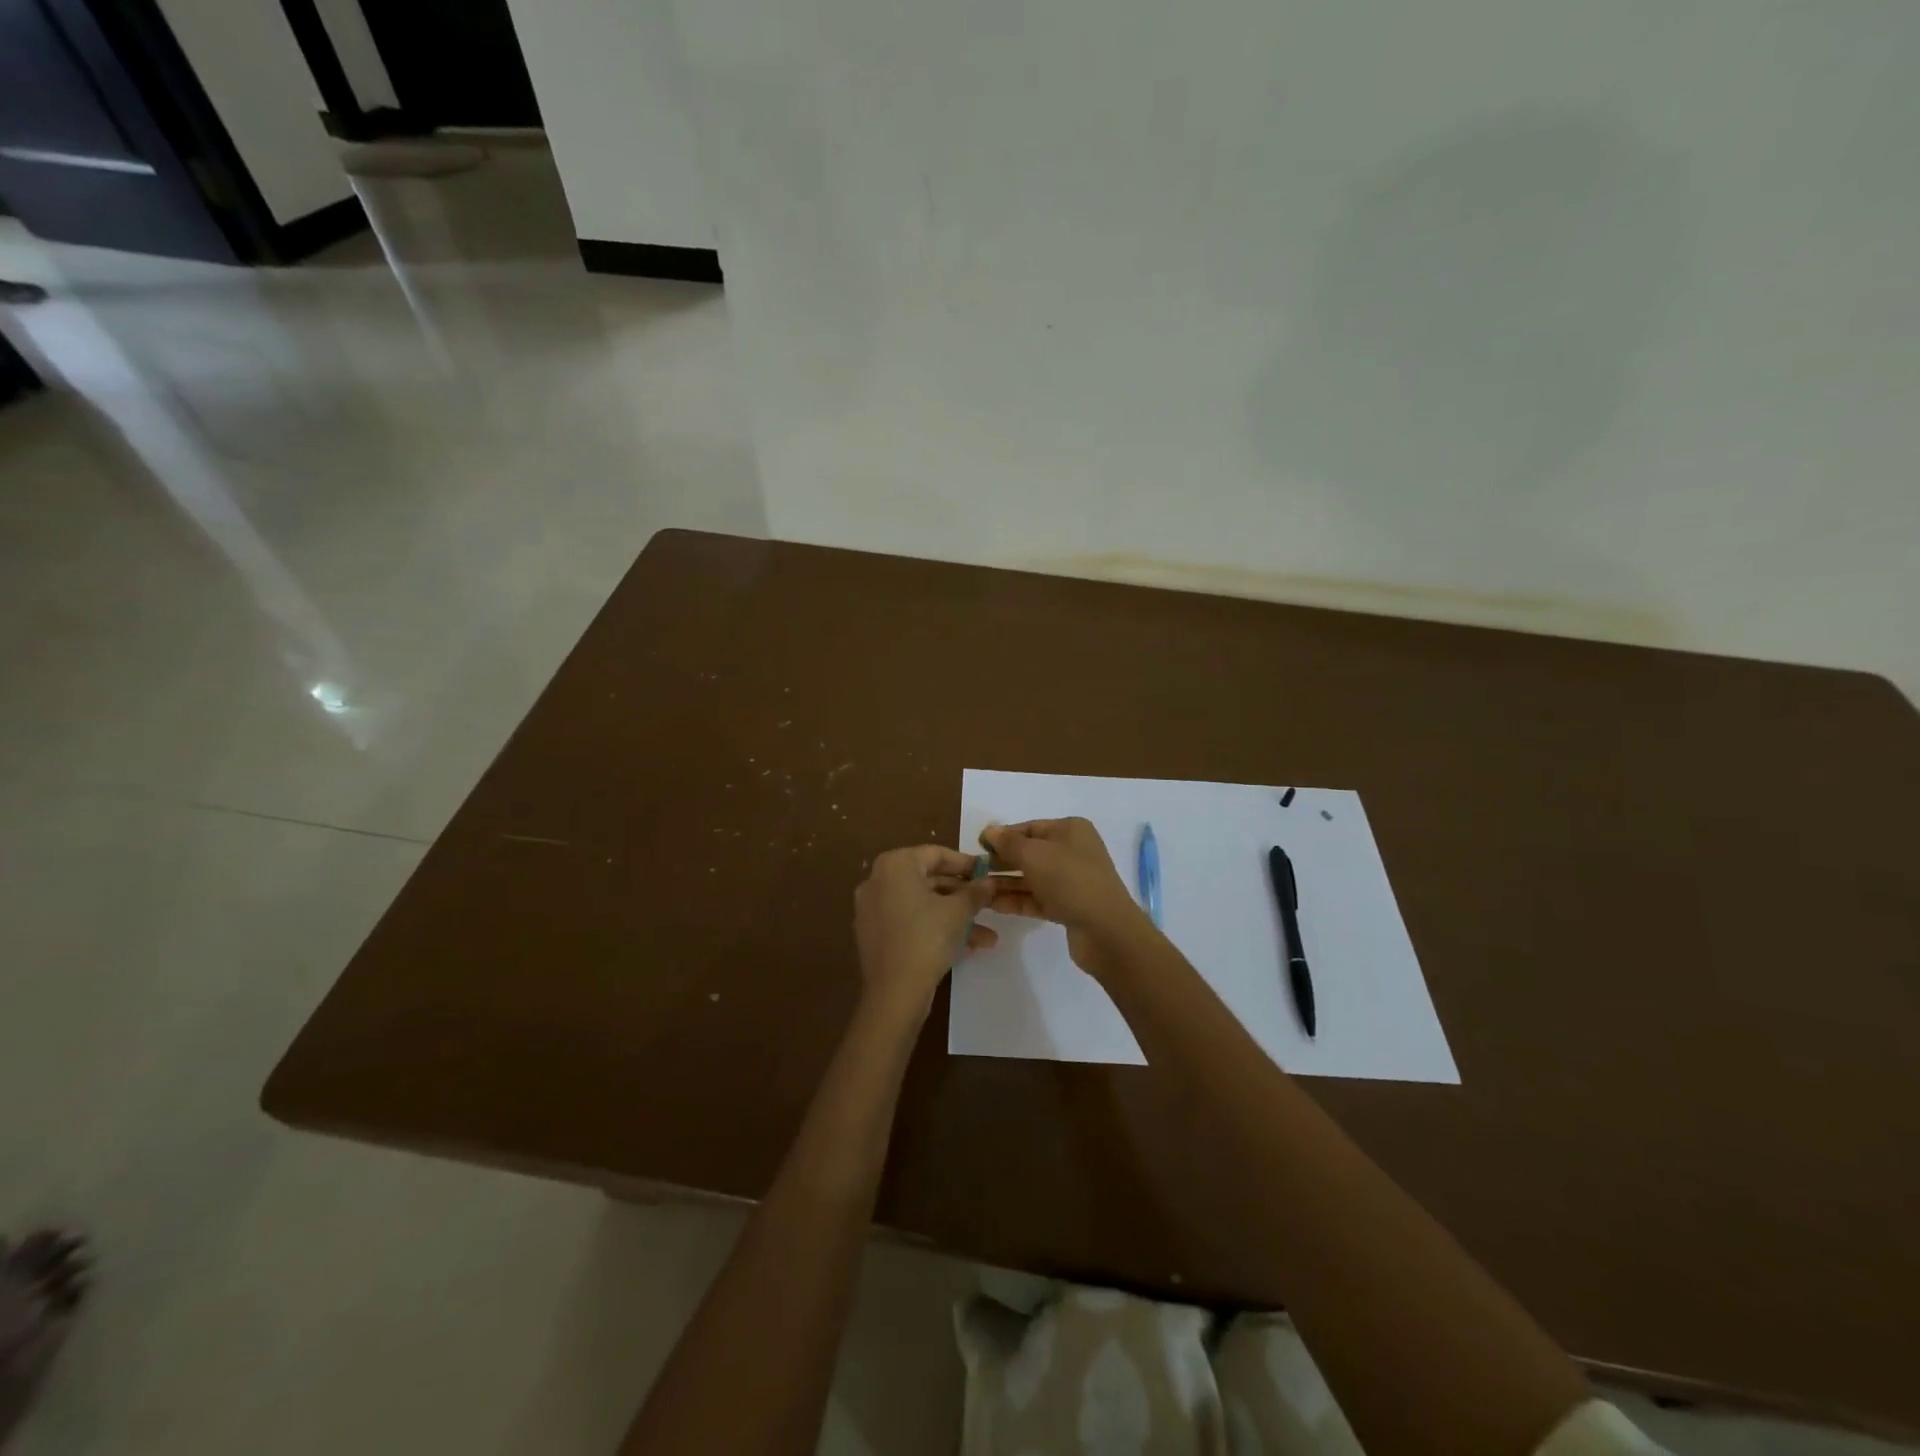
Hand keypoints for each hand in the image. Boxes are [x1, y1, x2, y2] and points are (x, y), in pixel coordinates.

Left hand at [854, 846, 997, 1011]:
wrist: (895, 992)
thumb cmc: (927, 938)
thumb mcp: (959, 911)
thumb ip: (976, 891)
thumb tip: (990, 882)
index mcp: (895, 865)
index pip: (936, 854)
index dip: (966, 863)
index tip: (988, 873)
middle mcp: (878, 881)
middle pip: (929, 880)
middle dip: (963, 896)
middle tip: (989, 904)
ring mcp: (873, 909)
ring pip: (923, 906)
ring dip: (956, 918)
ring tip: (988, 937)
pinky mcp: (875, 935)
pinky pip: (910, 923)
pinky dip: (935, 929)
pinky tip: (967, 948)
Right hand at [979, 819, 1153, 974]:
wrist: (1106, 930)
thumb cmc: (1070, 880)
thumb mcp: (1034, 855)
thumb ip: (1008, 843)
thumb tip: (989, 830)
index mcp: (1070, 830)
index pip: (1029, 828)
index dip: (1002, 836)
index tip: (977, 847)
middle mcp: (1072, 851)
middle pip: (1029, 853)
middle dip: (1002, 862)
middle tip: (974, 872)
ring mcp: (1072, 881)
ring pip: (1032, 878)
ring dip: (1006, 883)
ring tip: (978, 891)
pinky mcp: (1069, 907)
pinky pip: (1037, 899)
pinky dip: (1017, 900)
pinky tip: (993, 906)